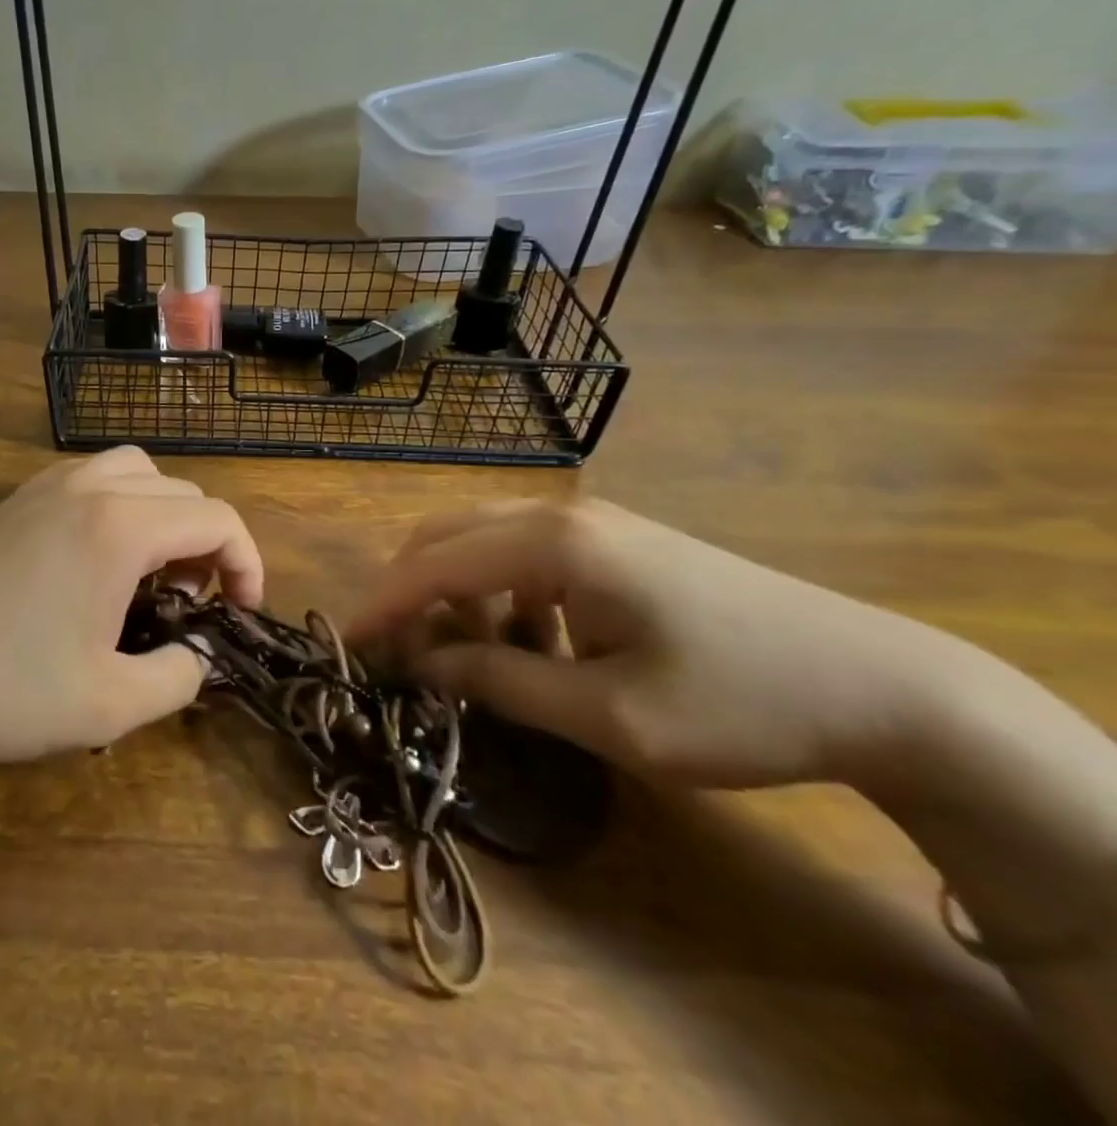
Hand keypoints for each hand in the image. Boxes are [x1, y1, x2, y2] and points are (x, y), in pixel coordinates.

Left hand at [0, 448, 262, 767]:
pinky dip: (121, 505)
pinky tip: (98, 560)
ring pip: (136, 471)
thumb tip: (199, 657)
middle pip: (182, 491)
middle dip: (207, 542)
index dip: (248, 563)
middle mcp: (89, 487)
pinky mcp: (14, 501)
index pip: (217, 519)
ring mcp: (45, 486)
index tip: (242, 613)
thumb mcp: (107, 706)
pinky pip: (92, 478)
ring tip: (152, 572)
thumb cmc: (0, 687)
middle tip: (194, 602)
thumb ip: (178, 679)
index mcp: (121, 526)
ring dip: (164, 514)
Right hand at [346, 499, 960, 790]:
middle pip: (447, 535)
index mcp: (554, 543)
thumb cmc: (739, 702)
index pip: (434, 564)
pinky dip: (498, 590)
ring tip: (464, 656)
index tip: (346, 643)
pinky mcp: (614, 539)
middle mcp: (560, 514)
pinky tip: (528, 641)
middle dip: (410, 590)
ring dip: (455, 591)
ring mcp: (591, 521)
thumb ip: (500, 682)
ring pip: (482, 539)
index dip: (383, 604)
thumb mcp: (609, 715)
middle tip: (395, 651)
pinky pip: (523, 551)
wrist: (883, 684)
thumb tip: (421, 667)